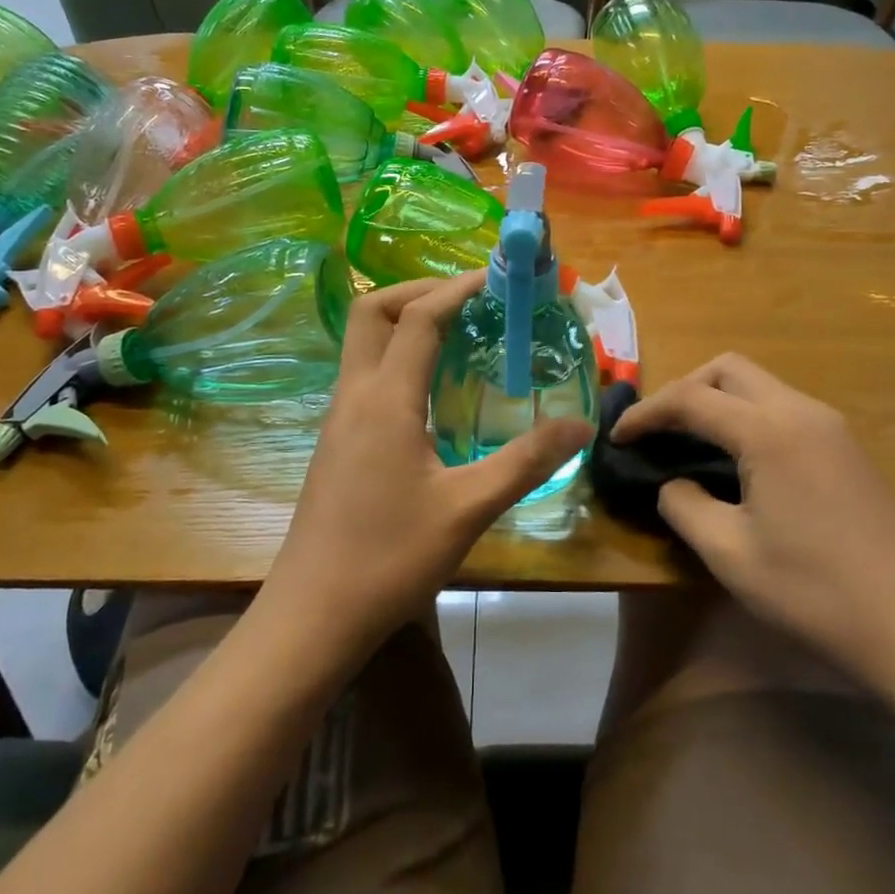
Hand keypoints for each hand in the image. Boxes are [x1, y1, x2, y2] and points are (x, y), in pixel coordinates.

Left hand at [259, 272, 592, 666]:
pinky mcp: (337, 442)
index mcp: (385, 400)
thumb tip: (581, 426)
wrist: (313, 615)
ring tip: (459, 334)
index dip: (457, 289)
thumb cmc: (390, 558)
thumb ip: (526, 461)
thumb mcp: (468, 509)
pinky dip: (397, 356)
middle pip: (372, 312)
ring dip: (406, 322)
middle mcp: (354, 396)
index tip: (497, 278)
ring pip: (363, 343)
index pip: (419, 318)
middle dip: (419, 291)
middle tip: (470, 300)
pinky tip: (432, 390)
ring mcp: (338, 418)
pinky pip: (365, 374)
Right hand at [614, 353, 894, 689]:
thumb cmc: (814, 592)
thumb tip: (671, 483)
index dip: (647, 413)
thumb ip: (683, 506)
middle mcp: (802, 412)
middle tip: (659, 430)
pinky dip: (748, 417)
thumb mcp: (728, 554)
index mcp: (769, 432)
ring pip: (760, 385)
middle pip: (729, 370)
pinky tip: (738, 460)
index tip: (617, 437)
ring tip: (690, 442)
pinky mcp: (847, 448)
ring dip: (718, 400)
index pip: (691, 399)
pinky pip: (784, 409)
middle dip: (685, 389)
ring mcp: (831, 427)